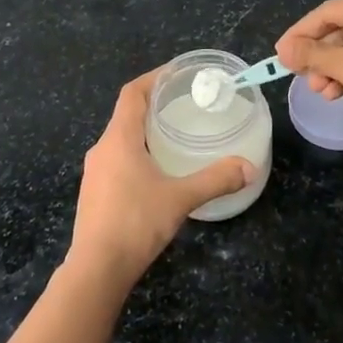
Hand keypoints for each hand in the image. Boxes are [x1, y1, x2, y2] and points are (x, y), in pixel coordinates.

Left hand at [66, 70, 254, 290]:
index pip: (132, 94)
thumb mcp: (181, 198)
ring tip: (174, 136)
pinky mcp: (94, 193)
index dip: (153, 78)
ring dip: (144, 132)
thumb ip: (216, 179)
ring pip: (120, 140)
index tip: (177, 73)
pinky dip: (137, 154)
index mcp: (118, 139)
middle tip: (184, 104)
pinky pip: (116, 161)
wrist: (96, 269)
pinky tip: (156, 172)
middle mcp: (102, 149)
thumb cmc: (136, 222)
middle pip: (126, 115)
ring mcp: (94, 173)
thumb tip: (248, 168)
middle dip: (153, 105)